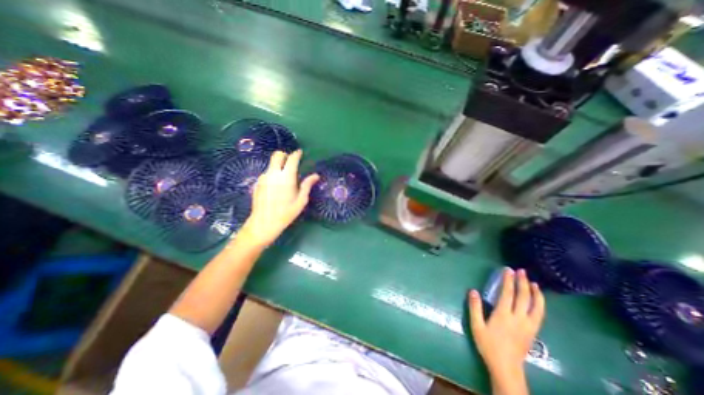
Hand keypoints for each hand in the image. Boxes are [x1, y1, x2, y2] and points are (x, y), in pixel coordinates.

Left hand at [241, 150, 320, 247]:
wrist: (263, 223)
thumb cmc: (286, 213)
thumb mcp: (301, 200)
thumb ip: (307, 185)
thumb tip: (316, 175)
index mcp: (286, 177)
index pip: (292, 159)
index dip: (297, 154)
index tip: (300, 153)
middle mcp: (273, 174)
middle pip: (277, 155)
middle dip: (285, 155)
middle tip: (292, 163)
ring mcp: (263, 177)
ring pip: (272, 164)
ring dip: (279, 166)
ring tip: (285, 179)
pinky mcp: (257, 183)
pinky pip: (267, 173)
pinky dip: (273, 174)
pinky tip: (276, 187)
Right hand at [469, 268, 546, 381]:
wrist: (506, 367)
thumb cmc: (489, 345)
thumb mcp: (476, 326)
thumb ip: (475, 307)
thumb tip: (473, 290)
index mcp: (503, 315)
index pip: (507, 294)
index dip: (508, 280)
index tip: (508, 270)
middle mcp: (518, 318)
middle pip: (523, 297)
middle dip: (523, 282)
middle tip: (522, 271)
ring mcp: (528, 325)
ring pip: (536, 307)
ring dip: (535, 293)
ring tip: (534, 283)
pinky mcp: (533, 332)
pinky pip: (539, 315)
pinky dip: (540, 305)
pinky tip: (538, 300)